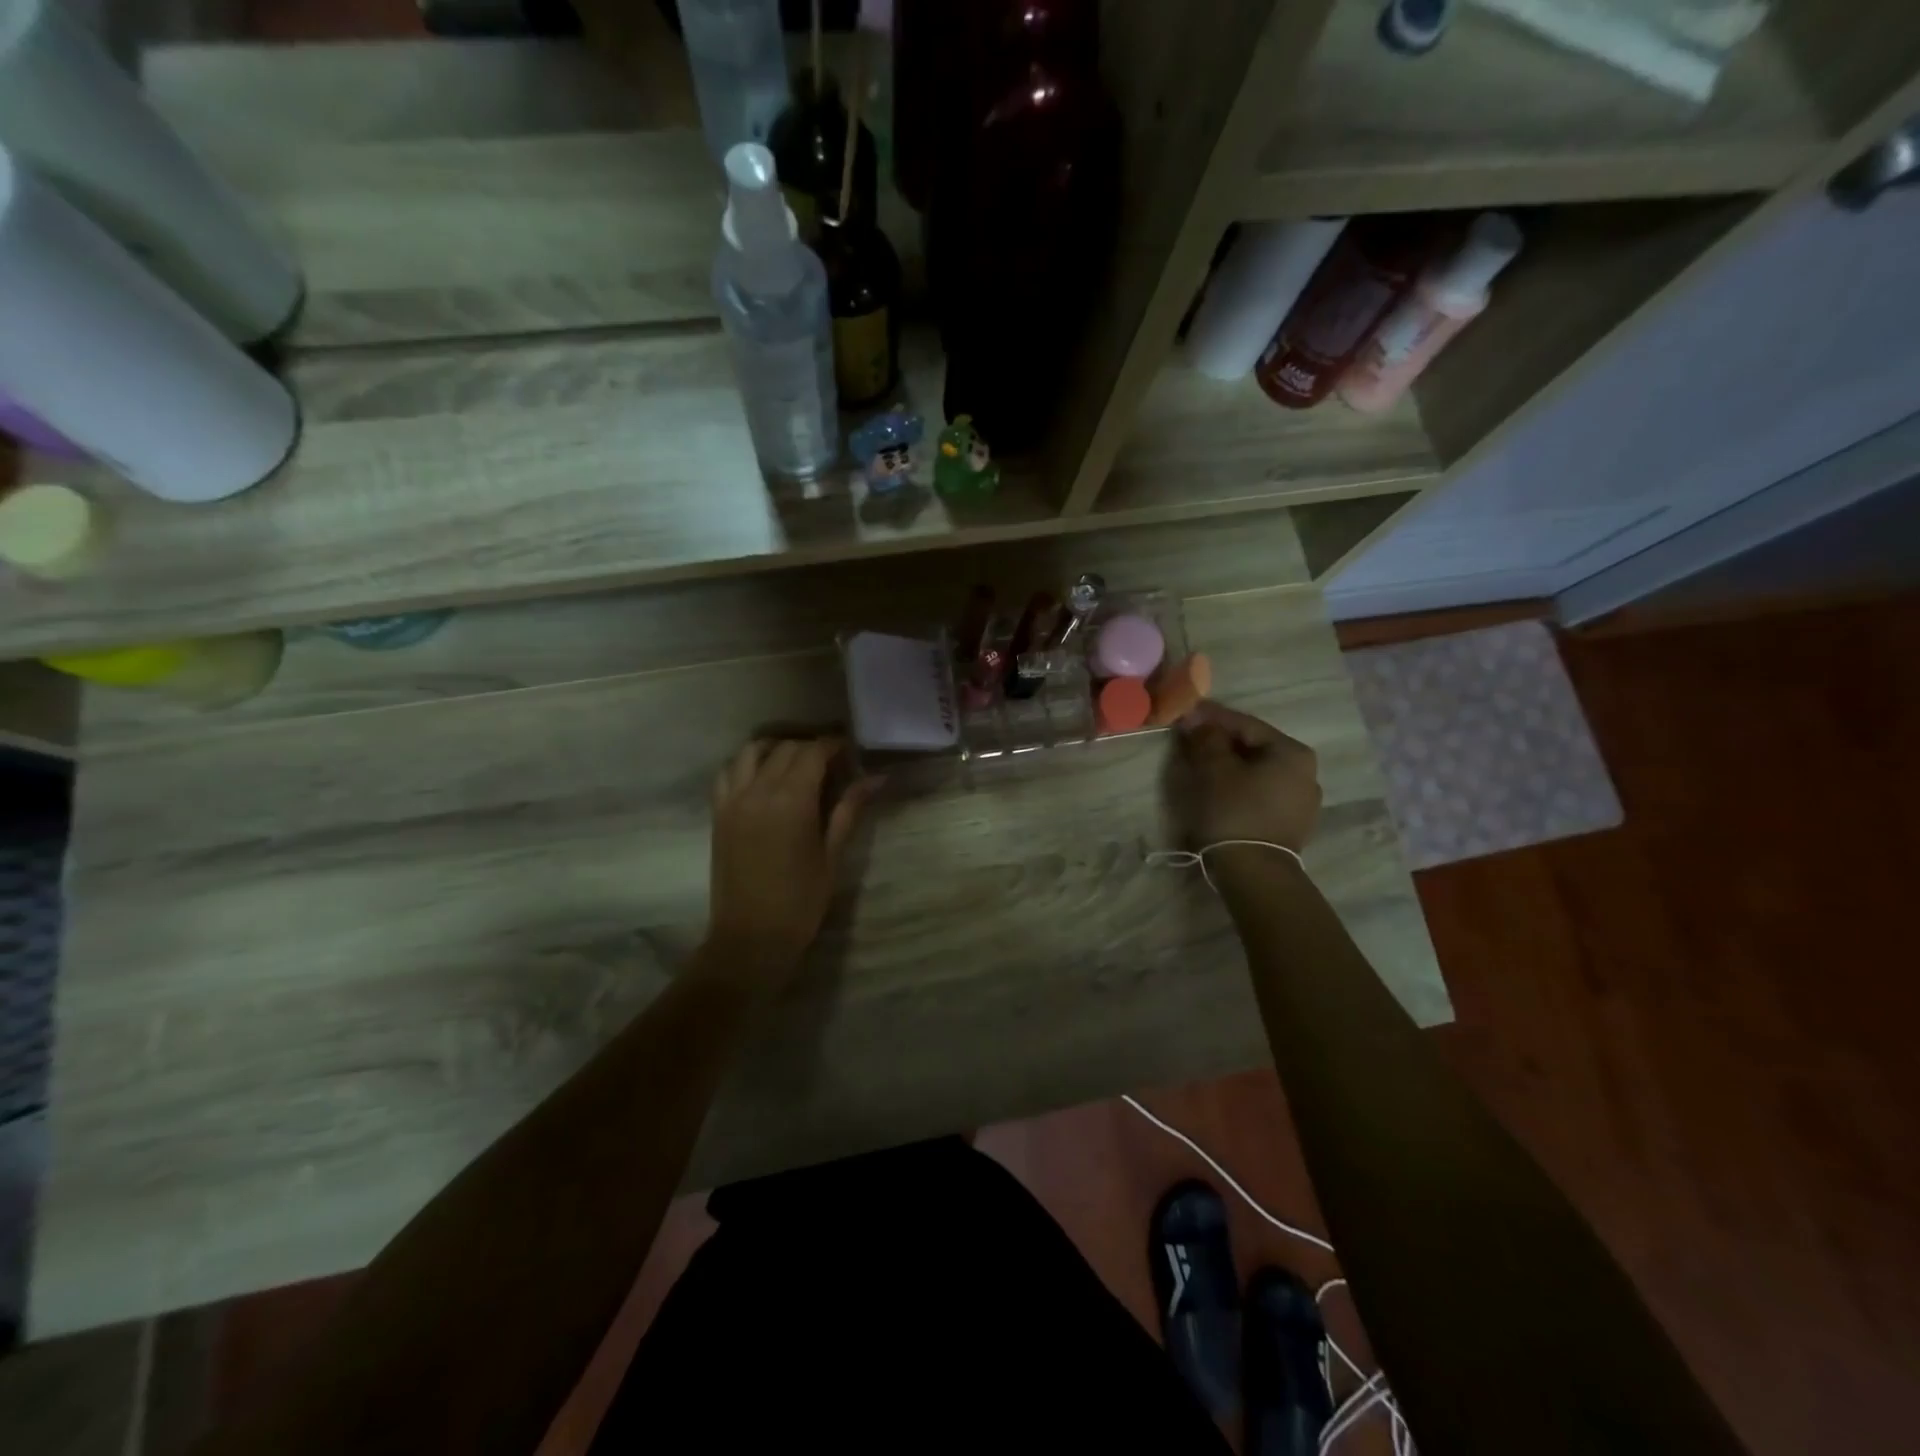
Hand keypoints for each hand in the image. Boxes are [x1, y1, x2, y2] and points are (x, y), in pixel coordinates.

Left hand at [705, 737, 875, 988]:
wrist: (751, 937)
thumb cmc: (801, 901)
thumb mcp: (832, 854)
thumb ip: (849, 809)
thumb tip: (877, 778)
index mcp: (792, 800)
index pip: (813, 752)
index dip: (834, 745)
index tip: (850, 749)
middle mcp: (759, 790)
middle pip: (785, 748)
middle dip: (810, 747)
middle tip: (832, 762)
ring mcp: (733, 800)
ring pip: (751, 752)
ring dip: (776, 748)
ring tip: (796, 763)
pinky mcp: (719, 813)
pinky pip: (728, 773)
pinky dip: (746, 765)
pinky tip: (762, 777)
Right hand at [1166, 701, 1321, 851]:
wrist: (1254, 873)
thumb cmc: (1234, 811)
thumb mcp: (1213, 768)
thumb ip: (1206, 738)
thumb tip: (1198, 720)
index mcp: (1292, 752)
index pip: (1245, 724)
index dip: (1211, 717)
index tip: (1186, 712)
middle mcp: (1307, 772)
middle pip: (1255, 747)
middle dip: (1222, 741)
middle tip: (1191, 739)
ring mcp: (1304, 801)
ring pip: (1259, 771)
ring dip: (1231, 765)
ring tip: (1202, 765)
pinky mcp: (1293, 824)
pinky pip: (1262, 793)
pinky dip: (1241, 786)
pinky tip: (1220, 791)